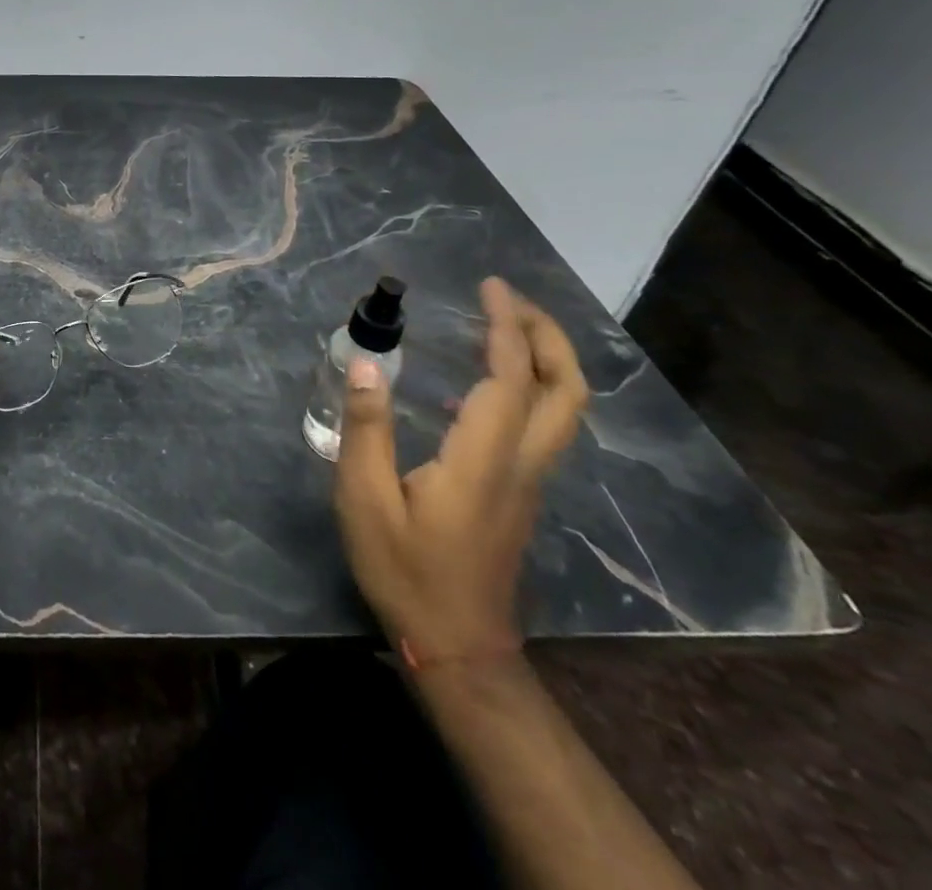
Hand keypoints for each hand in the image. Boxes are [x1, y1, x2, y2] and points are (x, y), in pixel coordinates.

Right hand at [334, 277, 589, 662]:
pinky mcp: (519, 492)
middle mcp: (521, 464)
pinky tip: (478, 383)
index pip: (511, 380)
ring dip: (543, 359)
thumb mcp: (365, 498)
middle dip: (547, 336)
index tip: (490, 287)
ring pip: (563, 410)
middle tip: (508, 300)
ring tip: (499, 326)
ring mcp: (528, 481)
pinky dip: (528, 386)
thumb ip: (366, 429)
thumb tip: (366, 364)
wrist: (455, 644)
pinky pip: (542, 425)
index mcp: (483, 459)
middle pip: (566, 391)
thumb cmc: (404, 568)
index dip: (506, 328)